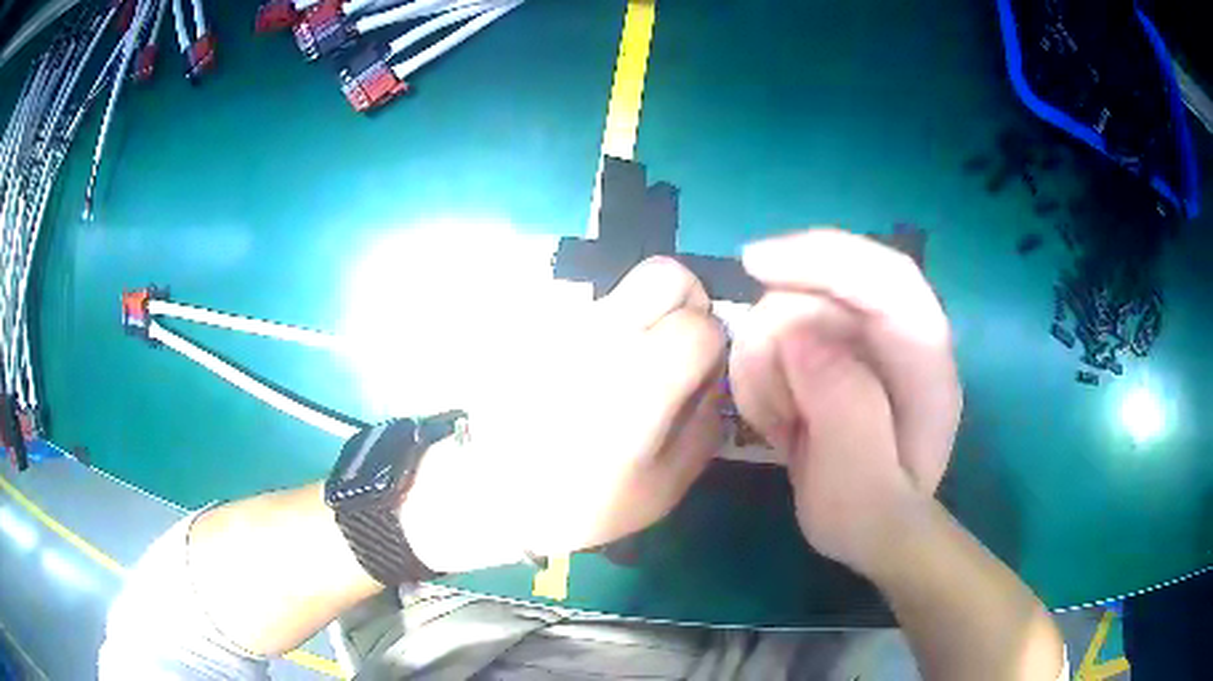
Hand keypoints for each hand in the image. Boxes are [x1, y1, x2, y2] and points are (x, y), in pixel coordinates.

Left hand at [401, 257, 727, 573]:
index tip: (698, 375)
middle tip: (674, 346)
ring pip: (624, 287)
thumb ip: (705, 424)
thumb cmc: (585, 503)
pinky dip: (602, 330)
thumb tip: (713, 378)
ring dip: (641, 316)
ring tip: (624, 367)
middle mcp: (603, 337)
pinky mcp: (536, 328)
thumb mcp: (665, 485)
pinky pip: (586, 309)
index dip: (712, 347)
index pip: (702, 322)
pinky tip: (585, 373)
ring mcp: (564, 326)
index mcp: (642, 379)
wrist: (493, 498)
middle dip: (684, 302)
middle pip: (665, 272)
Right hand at [728, 229, 961, 573]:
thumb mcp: (862, 489)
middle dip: (780, 332)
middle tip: (769, 405)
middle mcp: (900, 338)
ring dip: (768, 359)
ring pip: (795, 305)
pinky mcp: (836, 349)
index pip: (889, 278)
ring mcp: (865, 341)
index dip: (826, 256)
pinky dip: (762, 366)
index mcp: (926, 365)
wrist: (869, 529)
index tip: (755, 263)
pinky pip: (780, 331)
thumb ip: (845, 410)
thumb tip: (797, 335)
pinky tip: (776, 413)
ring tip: (780, 423)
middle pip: (828, 284)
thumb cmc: (870, 519)